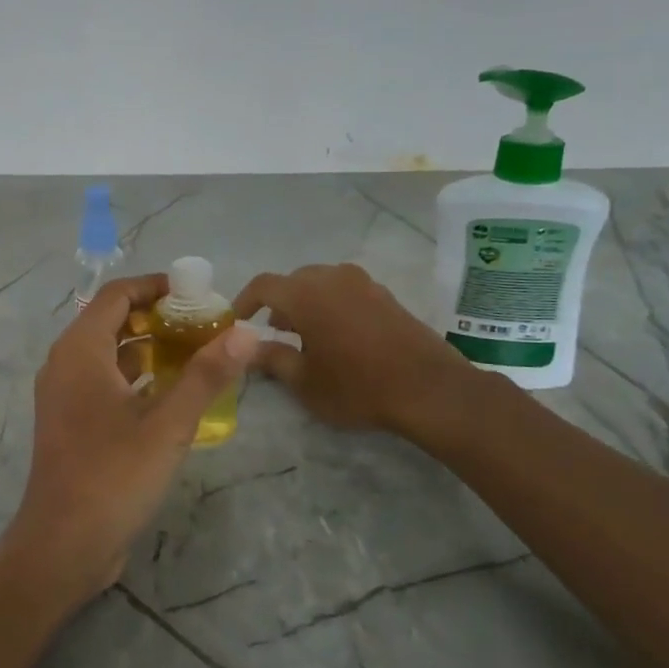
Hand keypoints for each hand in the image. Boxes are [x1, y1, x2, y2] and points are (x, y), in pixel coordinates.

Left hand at [0, 274, 258, 602]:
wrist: (63, 545)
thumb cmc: (113, 476)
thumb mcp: (168, 424)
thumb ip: (206, 375)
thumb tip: (245, 333)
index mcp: (80, 351)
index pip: (117, 295)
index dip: (155, 286)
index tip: (196, 293)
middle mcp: (65, 364)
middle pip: (112, 321)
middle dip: (157, 317)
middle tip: (204, 325)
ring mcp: (64, 395)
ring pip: (108, 354)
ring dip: (148, 347)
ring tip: (195, 353)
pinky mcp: (71, 422)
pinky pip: (103, 382)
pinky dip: (134, 377)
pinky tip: (170, 393)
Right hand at [233, 263, 477, 446]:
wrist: (430, 389)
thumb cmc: (357, 386)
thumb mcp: (304, 381)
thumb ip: (272, 359)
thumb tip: (249, 347)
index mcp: (305, 294)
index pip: (263, 285)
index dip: (245, 301)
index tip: (238, 322)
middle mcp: (332, 278)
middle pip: (293, 281)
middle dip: (278, 304)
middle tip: (275, 333)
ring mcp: (362, 283)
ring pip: (321, 284)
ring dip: (306, 303)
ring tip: (307, 336)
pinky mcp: (385, 295)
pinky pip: (345, 291)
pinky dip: (332, 305)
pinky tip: (339, 336)